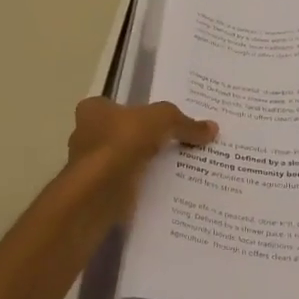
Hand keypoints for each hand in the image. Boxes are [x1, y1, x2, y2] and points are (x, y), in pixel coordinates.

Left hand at [65, 97, 217, 222]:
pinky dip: (141, 187)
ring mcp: (89, 167)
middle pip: (120, 134)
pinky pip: (125, 186)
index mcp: (93, 110)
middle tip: (174, 144)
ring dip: (143, 166)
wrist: (99, 191)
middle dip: (143, 141)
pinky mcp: (97, 193)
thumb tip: (213, 128)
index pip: (115, 105)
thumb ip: (185, 123)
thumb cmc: (123, 142)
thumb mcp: (163, 120)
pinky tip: (163, 190)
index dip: (137, 112)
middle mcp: (85, 136)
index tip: (160, 122)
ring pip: (123, 162)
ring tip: (175, 169)